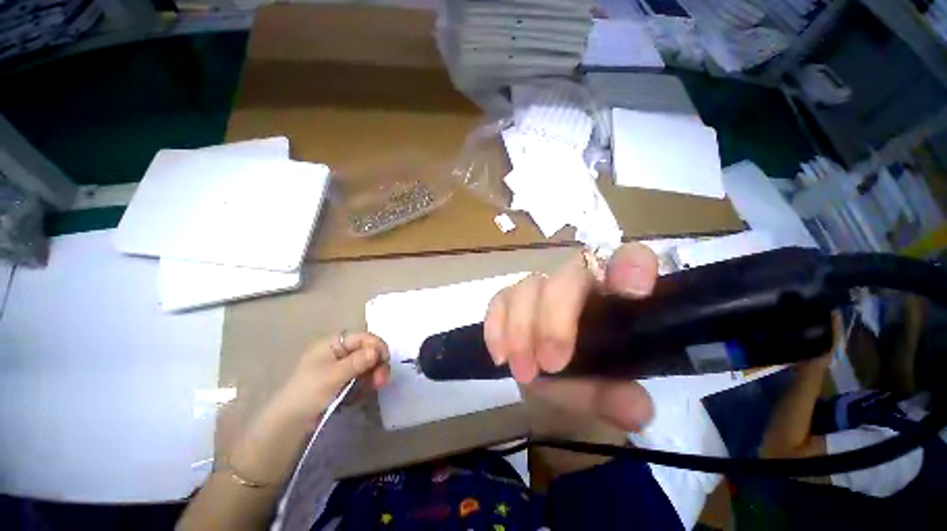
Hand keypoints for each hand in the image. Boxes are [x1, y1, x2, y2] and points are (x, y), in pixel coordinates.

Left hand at [269, 332, 390, 427]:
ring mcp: (342, 367)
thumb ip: (357, 362)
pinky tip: (367, 390)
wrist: (289, 423)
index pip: (362, 338)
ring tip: (377, 386)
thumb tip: (377, 351)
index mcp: (333, 344)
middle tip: (382, 380)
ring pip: (367, 364)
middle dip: (377, 363)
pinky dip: (367, 382)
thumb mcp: (333, 375)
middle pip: (367, 351)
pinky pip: (362, 377)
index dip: (376, 346)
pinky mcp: (344, 381)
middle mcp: (339, 352)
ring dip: (375, 373)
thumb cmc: (308, 393)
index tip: (386, 360)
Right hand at [484, 243, 659, 430]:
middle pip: (566, 276)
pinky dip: (497, 327)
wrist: (549, 384)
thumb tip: (635, 409)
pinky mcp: (511, 300)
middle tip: (551, 364)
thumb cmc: (587, 380)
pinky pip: (499, 300)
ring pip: (529, 287)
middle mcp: (576, 284)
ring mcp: (540, 290)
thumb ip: (620, 397)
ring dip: (521, 329)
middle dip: (555, 318)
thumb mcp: (605, 394)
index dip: (631, 265)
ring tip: (524, 372)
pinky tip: (500, 356)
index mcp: (612, 297)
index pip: (628, 260)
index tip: (633, 291)